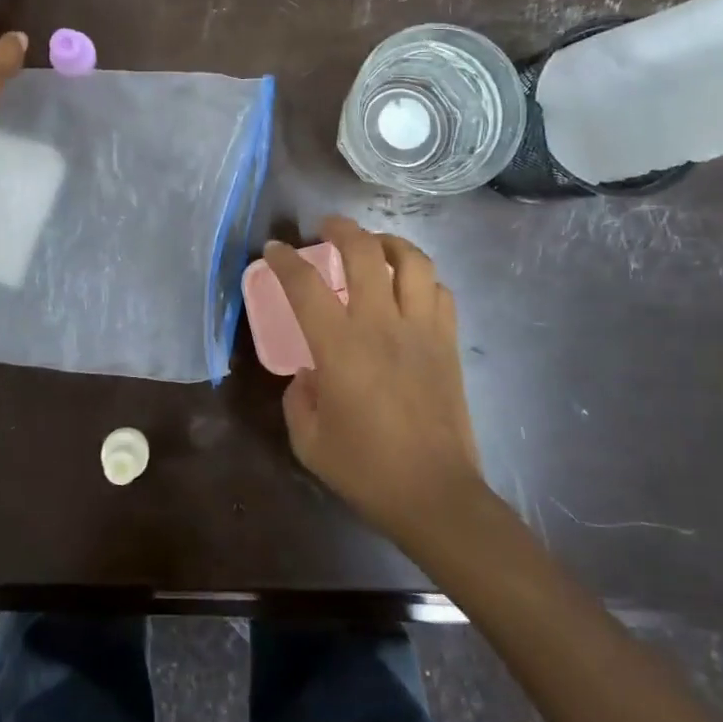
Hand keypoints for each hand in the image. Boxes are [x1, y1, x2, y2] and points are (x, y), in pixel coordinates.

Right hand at [262, 216, 485, 549]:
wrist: (435, 494)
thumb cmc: (366, 469)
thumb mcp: (309, 441)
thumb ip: (298, 398)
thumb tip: (307, 373)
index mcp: (340, 346)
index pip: (305, 285)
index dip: (284, 261)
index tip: (274, 250)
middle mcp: (381, 325)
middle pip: (364, 252)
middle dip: (341, 229)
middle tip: (327, 227)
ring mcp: (421, 330)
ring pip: (412, 261)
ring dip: (389, 242)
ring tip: (374, 245)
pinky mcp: (448, 343)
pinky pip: (440, 291)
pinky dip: (422, 278)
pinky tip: (409, 286)